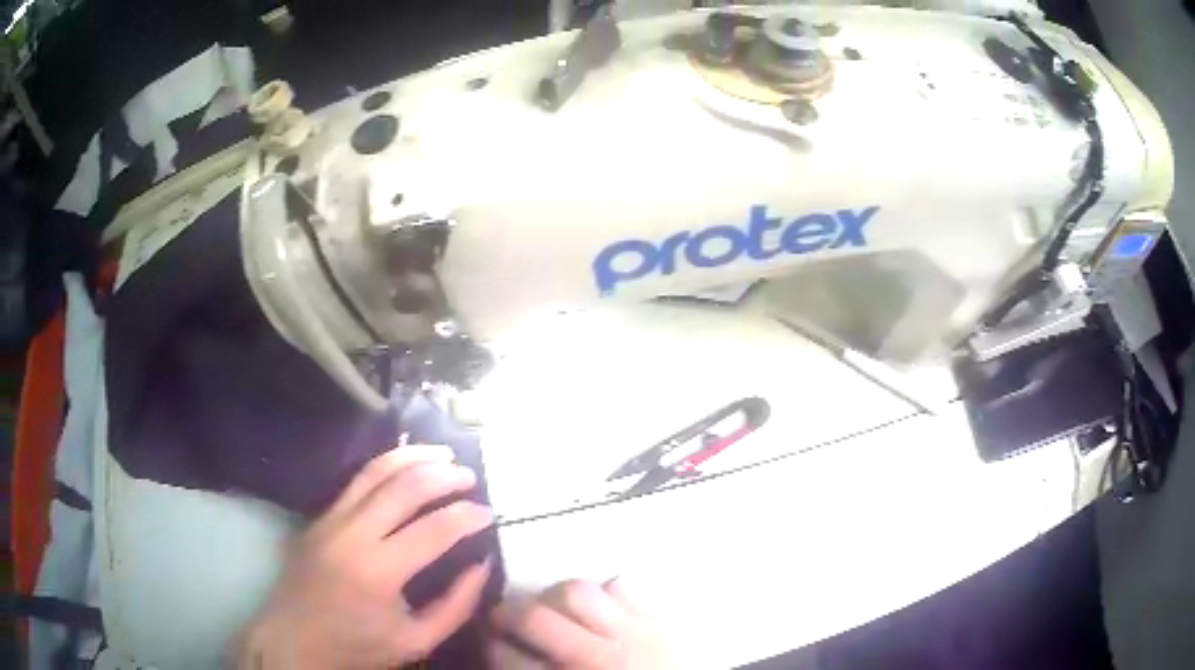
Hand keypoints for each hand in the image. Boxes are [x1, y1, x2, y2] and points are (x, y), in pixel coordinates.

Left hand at [237, 445, 493, 668]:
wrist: (295, 639)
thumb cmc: (358, 646)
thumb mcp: (417, 640)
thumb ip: (457, 605)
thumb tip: (482, 564)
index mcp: (379, 571)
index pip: (434, 530)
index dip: (468, 517)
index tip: (490, 514)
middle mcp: (352, 534)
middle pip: (405, 487)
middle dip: (444, 476)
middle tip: (471, 478)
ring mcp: (331, 519)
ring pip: (376, 470)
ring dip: (414, 456)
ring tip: (444, 454)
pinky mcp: (320, 515)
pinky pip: (357, 479)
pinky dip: (387, 465)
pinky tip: (407, 464)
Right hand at [490, 579, 670, 668]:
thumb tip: (507, 656)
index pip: (510, 659)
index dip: (492, 646)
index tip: (489, 640)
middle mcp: (596, 658)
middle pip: (536, 619)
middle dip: (508, 613)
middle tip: (503, 616)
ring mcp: (632, 633)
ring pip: (578, 592)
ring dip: (556, 596)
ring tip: (553, 607)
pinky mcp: (660, 619)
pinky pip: (623, 587)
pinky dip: (606, 593)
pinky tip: (602, 609)